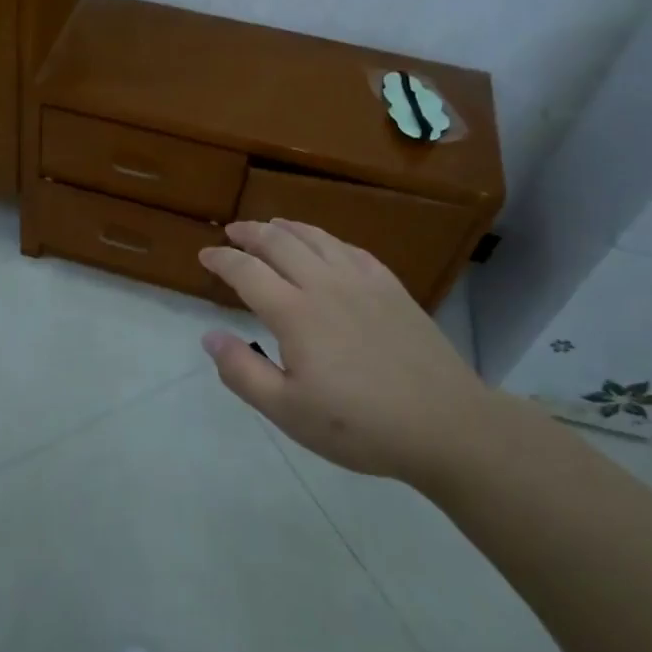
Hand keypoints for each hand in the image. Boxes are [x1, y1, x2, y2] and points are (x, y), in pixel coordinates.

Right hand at [199, 219, 503, 490]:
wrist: (446, 424)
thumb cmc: (360, 425)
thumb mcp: (289, 412)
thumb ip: (243, 372)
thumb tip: (209, 336)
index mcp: (295, 313)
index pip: (246, 271)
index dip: (221, 259)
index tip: (204, 255)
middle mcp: (325, 284)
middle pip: (279, 242)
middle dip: (249, 232)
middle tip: (231, 231)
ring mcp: (362, 281)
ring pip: (316, 237)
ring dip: (286, 227)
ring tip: (270, 226)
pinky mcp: (391, 287)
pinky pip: (351, 249)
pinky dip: (327, 239)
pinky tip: (325, 245)